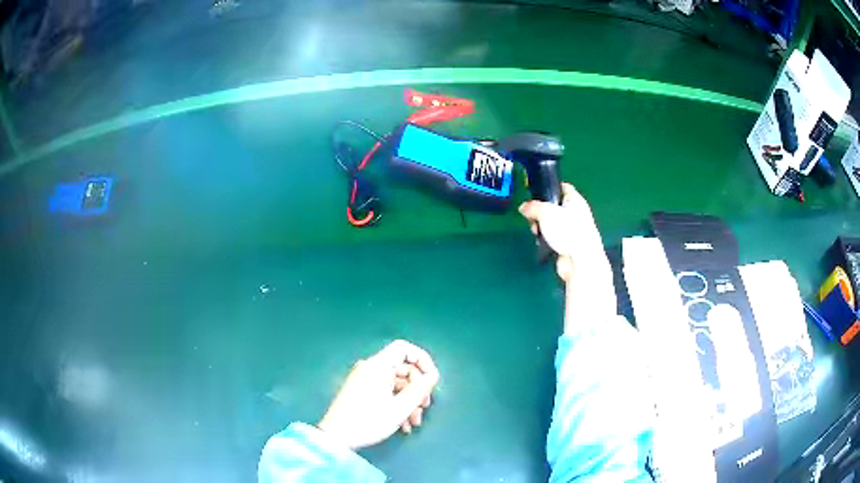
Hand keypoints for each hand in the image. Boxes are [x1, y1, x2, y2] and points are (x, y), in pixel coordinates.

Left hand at [317, 340, 439, 449]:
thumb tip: (433, 376)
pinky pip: (385, 392)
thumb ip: (420, 390)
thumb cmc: (368, 421)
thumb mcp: (399, 408)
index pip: (403, 348)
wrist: (336, 438)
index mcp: (377, 366)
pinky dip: (396, 405)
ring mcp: (364, 380)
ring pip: (395, 384)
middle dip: (417, 389)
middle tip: (424, 408)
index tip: (431, 379)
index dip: (422, 360)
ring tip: (413, 423)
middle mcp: (370, 368)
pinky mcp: (361, 392)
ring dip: (409, 402)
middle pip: (402, 369)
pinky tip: (403, 425)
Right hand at [518, 183, 606, 282]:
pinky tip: (542, 242)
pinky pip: (553, 238)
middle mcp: (576, 213)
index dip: (549, 187)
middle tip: (532, 217)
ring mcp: (572, 230)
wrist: (578, 261)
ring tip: (536, 231)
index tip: (536, 192)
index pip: (562, 187)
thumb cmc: (567, 230)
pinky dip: (546, 240)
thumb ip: (532, 207)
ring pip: (552, 223)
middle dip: (540, 212)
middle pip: (554, 207)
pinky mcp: (568, 245)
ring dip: (541, 227)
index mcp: (575, 200)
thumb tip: (524, 207)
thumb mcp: (545, 212)